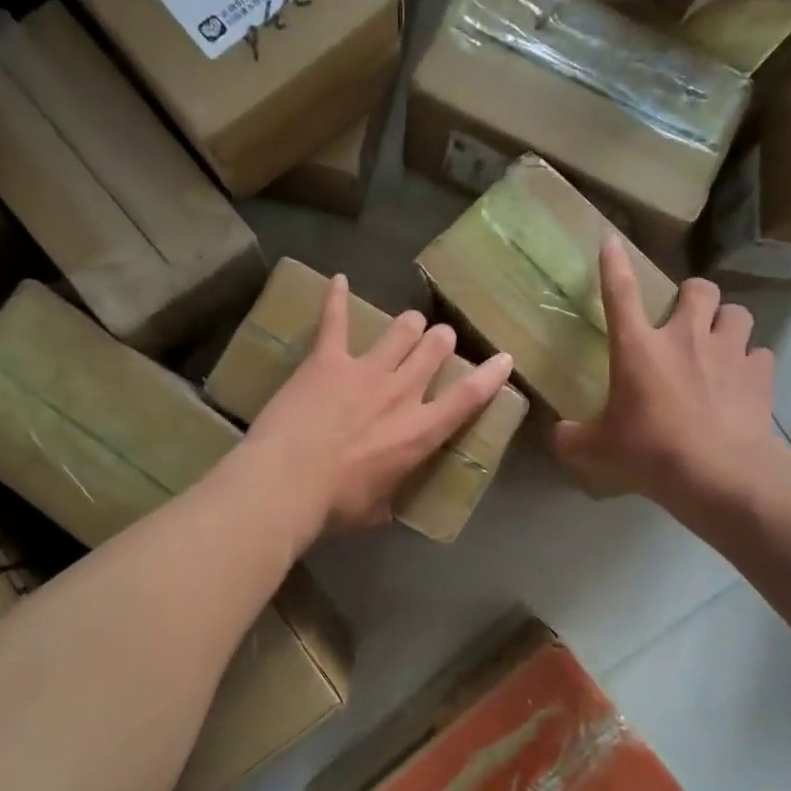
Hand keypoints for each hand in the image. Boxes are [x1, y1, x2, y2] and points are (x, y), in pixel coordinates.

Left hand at [245, 275, 515, 533]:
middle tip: (438, 341)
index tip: (503, 358)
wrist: (286, 482)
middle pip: (434, 350)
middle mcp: (401, 392)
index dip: (491, 375)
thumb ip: (388, 498)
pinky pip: (335, 319)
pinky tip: (338, 280)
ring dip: (409, 325)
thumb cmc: (334, 505)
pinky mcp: (328, 359)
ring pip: (401, 330)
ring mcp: (365, 370)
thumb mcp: (375, 510)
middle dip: (441, 341)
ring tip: (409, 323)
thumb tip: (387, 504)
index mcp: (419, 432)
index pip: (468, 397)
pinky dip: (336, 298)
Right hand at [554, 238, 787, 511]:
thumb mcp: (599, 450)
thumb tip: (557, 435)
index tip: (611, 241)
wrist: (719, 473)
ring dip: (726, 322)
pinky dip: (750, 363)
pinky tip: (742, 381)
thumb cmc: (651, 452)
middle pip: (698, 289)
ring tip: (719, 343)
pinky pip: (759, 353)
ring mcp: (728, 351)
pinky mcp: (760, 373)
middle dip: (693, 296)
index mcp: (638, 347)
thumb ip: (573, 438)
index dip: (613, 265)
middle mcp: (685, 337)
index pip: (619, 293)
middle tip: (685, 318)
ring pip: (737, 313)